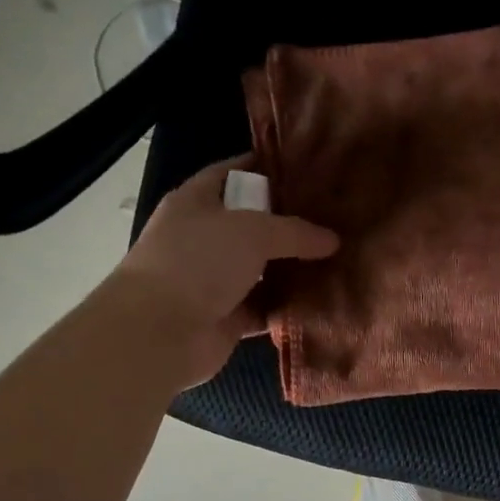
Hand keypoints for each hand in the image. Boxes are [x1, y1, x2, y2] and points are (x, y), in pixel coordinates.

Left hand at [112, 154, 338, 386]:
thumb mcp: (251, 232)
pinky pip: (266, 308)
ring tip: (340, 259)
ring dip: (294, 269)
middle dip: (291, 223)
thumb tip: (333, 240)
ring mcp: (214, 281)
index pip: (234, 173)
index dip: (267, 168)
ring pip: (263, 270)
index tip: (309, 169)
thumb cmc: (197, 263)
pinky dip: (289, 307)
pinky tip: (324, 301)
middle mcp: (204, 239)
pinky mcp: (227, 319)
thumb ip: (294, 232)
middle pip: (254, 224)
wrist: (159, 333)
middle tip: (337, 219)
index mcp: (196, 202)